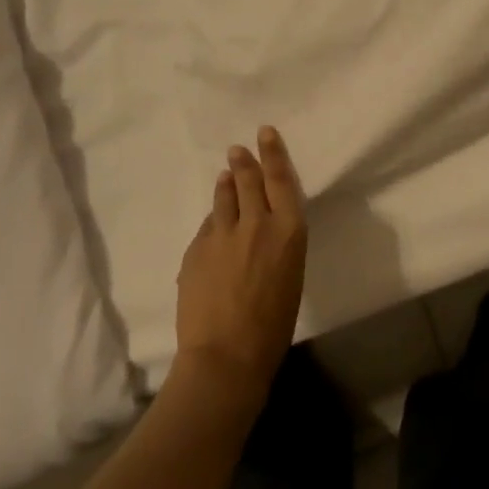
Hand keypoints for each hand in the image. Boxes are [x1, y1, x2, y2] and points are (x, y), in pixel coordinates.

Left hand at [174, 127, 307, 399]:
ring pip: (224, 197)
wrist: (226, 355)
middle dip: (244, 161)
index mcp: (288, 230)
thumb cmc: (274, 323)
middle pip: (249, 180)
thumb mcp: (291, 272)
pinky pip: (207, 226)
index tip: (265, 133)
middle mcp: (256, 223)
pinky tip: (214, 224)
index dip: (273, 153)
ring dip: (226, 183)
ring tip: (226, 174)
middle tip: (238, 148)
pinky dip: (213, 220)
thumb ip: (278, 241)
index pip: (281, 179)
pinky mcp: (196, 249)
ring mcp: (222, 234)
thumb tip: (262, 225)